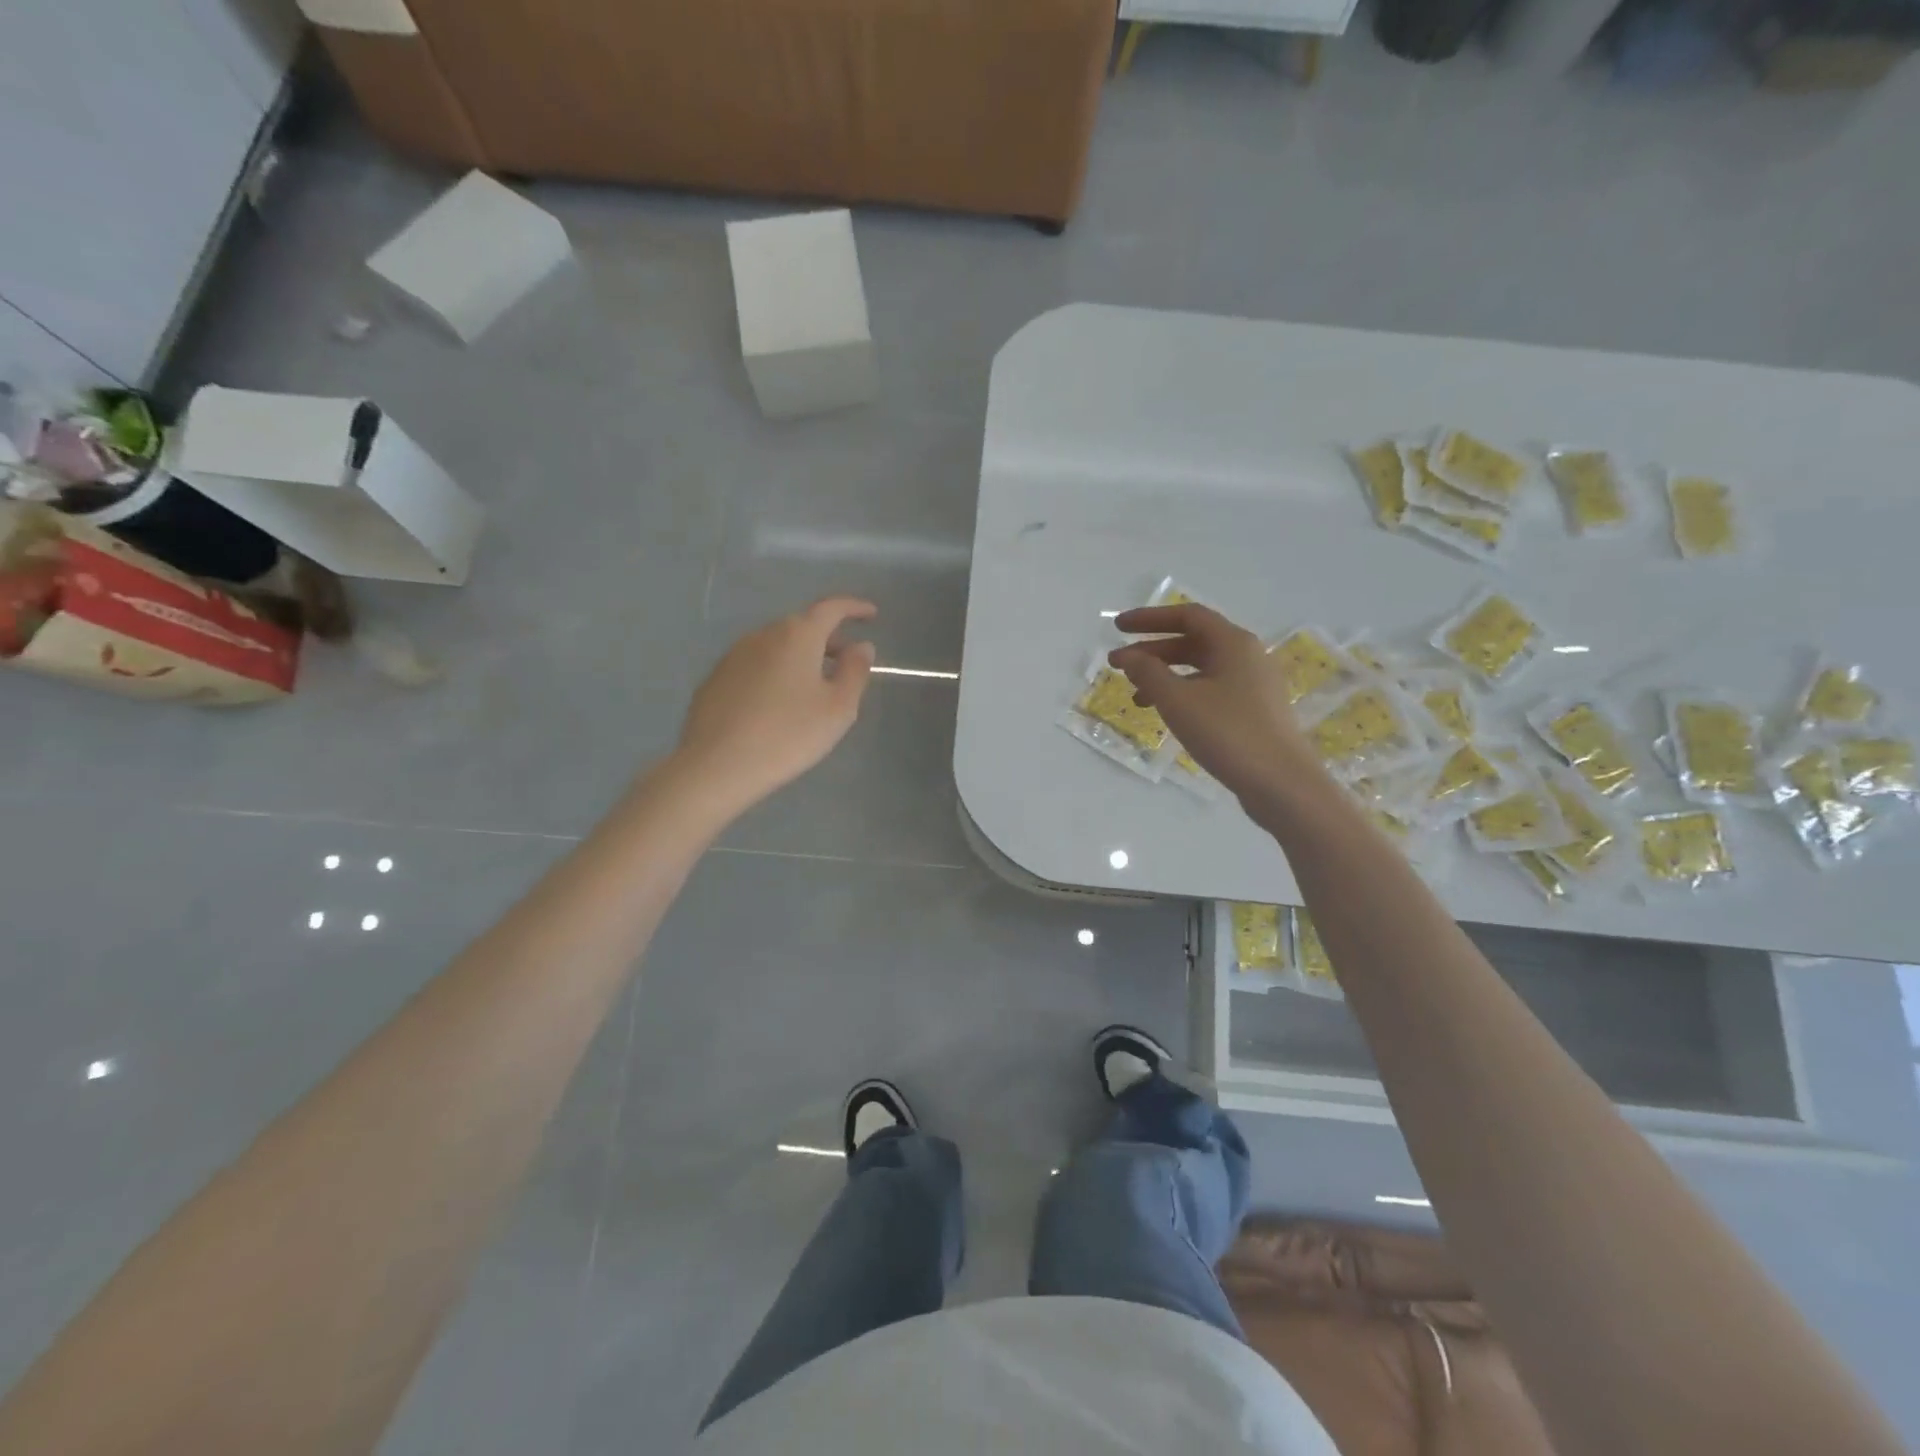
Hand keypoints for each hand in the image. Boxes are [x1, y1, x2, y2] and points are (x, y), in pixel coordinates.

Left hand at [674, 597, 876, 813]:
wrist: (716, 766)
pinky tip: (777, 705)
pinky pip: (755, 665)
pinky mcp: (715, 679)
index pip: (831, 608)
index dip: (854, 608)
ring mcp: (734, 655)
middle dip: (828, 639)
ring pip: (777, 646)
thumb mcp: (838, 708)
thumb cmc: (788, 735)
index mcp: (797, 635)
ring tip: (813, 687)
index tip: (871, 615)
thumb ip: (855, 671)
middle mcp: (763, 635)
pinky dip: (775, 673)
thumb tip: (861, 646)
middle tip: (846, 662)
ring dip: (800, 657)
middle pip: (802, 626)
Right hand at [1108, 604, 1322, 805]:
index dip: (1149, 618)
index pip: (1187, 616)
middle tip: (1118, 664)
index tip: (1117, 628)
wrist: (1281, 783)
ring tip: (1136, 696)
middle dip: (1153, 650)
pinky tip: (1167, 715)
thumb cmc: (1228, 733)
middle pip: (1193, 641)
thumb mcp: (1178, 701)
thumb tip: (1128, 656)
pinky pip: (1211, 689)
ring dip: (1165, 676)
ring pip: (1201, 669)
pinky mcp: (1255, 710)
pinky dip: (1184, 694)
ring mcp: (1254, 684)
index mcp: (1233, 643)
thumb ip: (1148, 672)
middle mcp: (1247, 656)